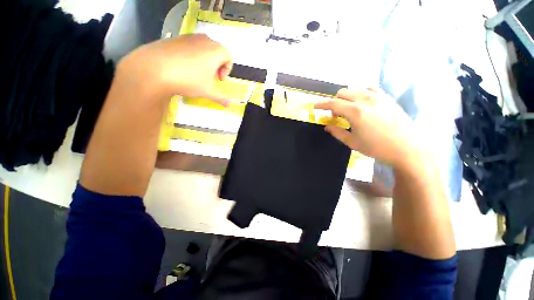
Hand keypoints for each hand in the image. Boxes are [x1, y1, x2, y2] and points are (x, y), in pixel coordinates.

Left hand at [117, 34, 232, 104]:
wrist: (155, 68)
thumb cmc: (189, 80)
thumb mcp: (208, 92)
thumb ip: (221, 98)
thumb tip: (229, 105)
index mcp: (216, 51)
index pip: (229, 57)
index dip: (227, 70)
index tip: (219, 79)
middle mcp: (204, 40)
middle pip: (217, 51)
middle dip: (217, 65)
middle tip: (210, 77)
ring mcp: (189, 37)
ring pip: (204, 48)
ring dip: (205, 60)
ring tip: (197, 73)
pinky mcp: (176, 38)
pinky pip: (190, 46)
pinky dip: (192, 56)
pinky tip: (183, 68)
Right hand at [315, 88, 422, 169]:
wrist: (407, 148)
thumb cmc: (377, 148)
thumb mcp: (352, 142)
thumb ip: (337, 132)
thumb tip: (326, 126)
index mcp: (355, 112)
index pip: (333, 104)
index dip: (322, 105)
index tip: (315, 107)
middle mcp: (365, 100)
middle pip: (342, 93)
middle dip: (334, 102)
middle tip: (335, 115)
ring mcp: (378, 97)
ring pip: (355, 89)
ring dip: (346, 97)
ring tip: (348, 109)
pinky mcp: (387, 98)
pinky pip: (369, 89)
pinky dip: (360, 93)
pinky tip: (361, 103)